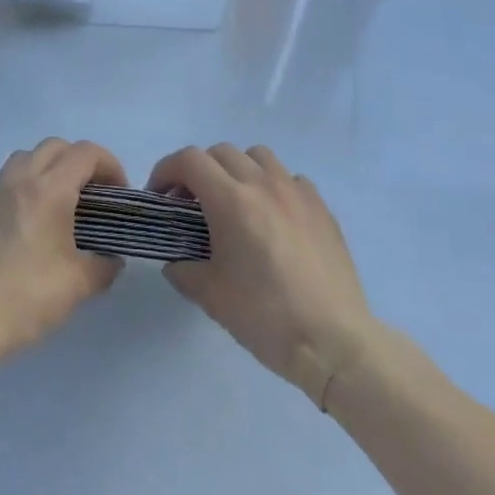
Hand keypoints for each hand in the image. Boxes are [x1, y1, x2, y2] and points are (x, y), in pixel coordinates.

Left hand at [0, 138, 126, 364]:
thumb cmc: (27, 297)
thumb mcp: (78, 285)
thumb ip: (103, 266)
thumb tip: (111, 259)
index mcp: (49, 190)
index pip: (85, 153)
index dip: (110, 164)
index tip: (119, 192)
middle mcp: (20, 180)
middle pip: (55, 146)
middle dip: (80, 161)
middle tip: (93, 192)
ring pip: (25, 158)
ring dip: (49, 167)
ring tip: (61, 200)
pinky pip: (6, 185)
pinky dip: (25, 190)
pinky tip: (30, 227)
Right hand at [149, 144, 375, 406]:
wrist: (334, 342)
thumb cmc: (266, 317)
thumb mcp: (212, 297)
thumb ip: (184, 271)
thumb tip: (176, 262)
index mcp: (231, 200)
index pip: (189, 160)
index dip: (167, 170)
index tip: (160, 195)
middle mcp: (262, 183)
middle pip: (220, 152)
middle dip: (199, 171)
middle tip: (192, 203)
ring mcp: (296, 191)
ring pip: (258, 156)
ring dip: (237, 169)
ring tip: (235, 202)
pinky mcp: (321, 206)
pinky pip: (290, 178)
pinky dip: (273, 186)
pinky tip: (274, 217)